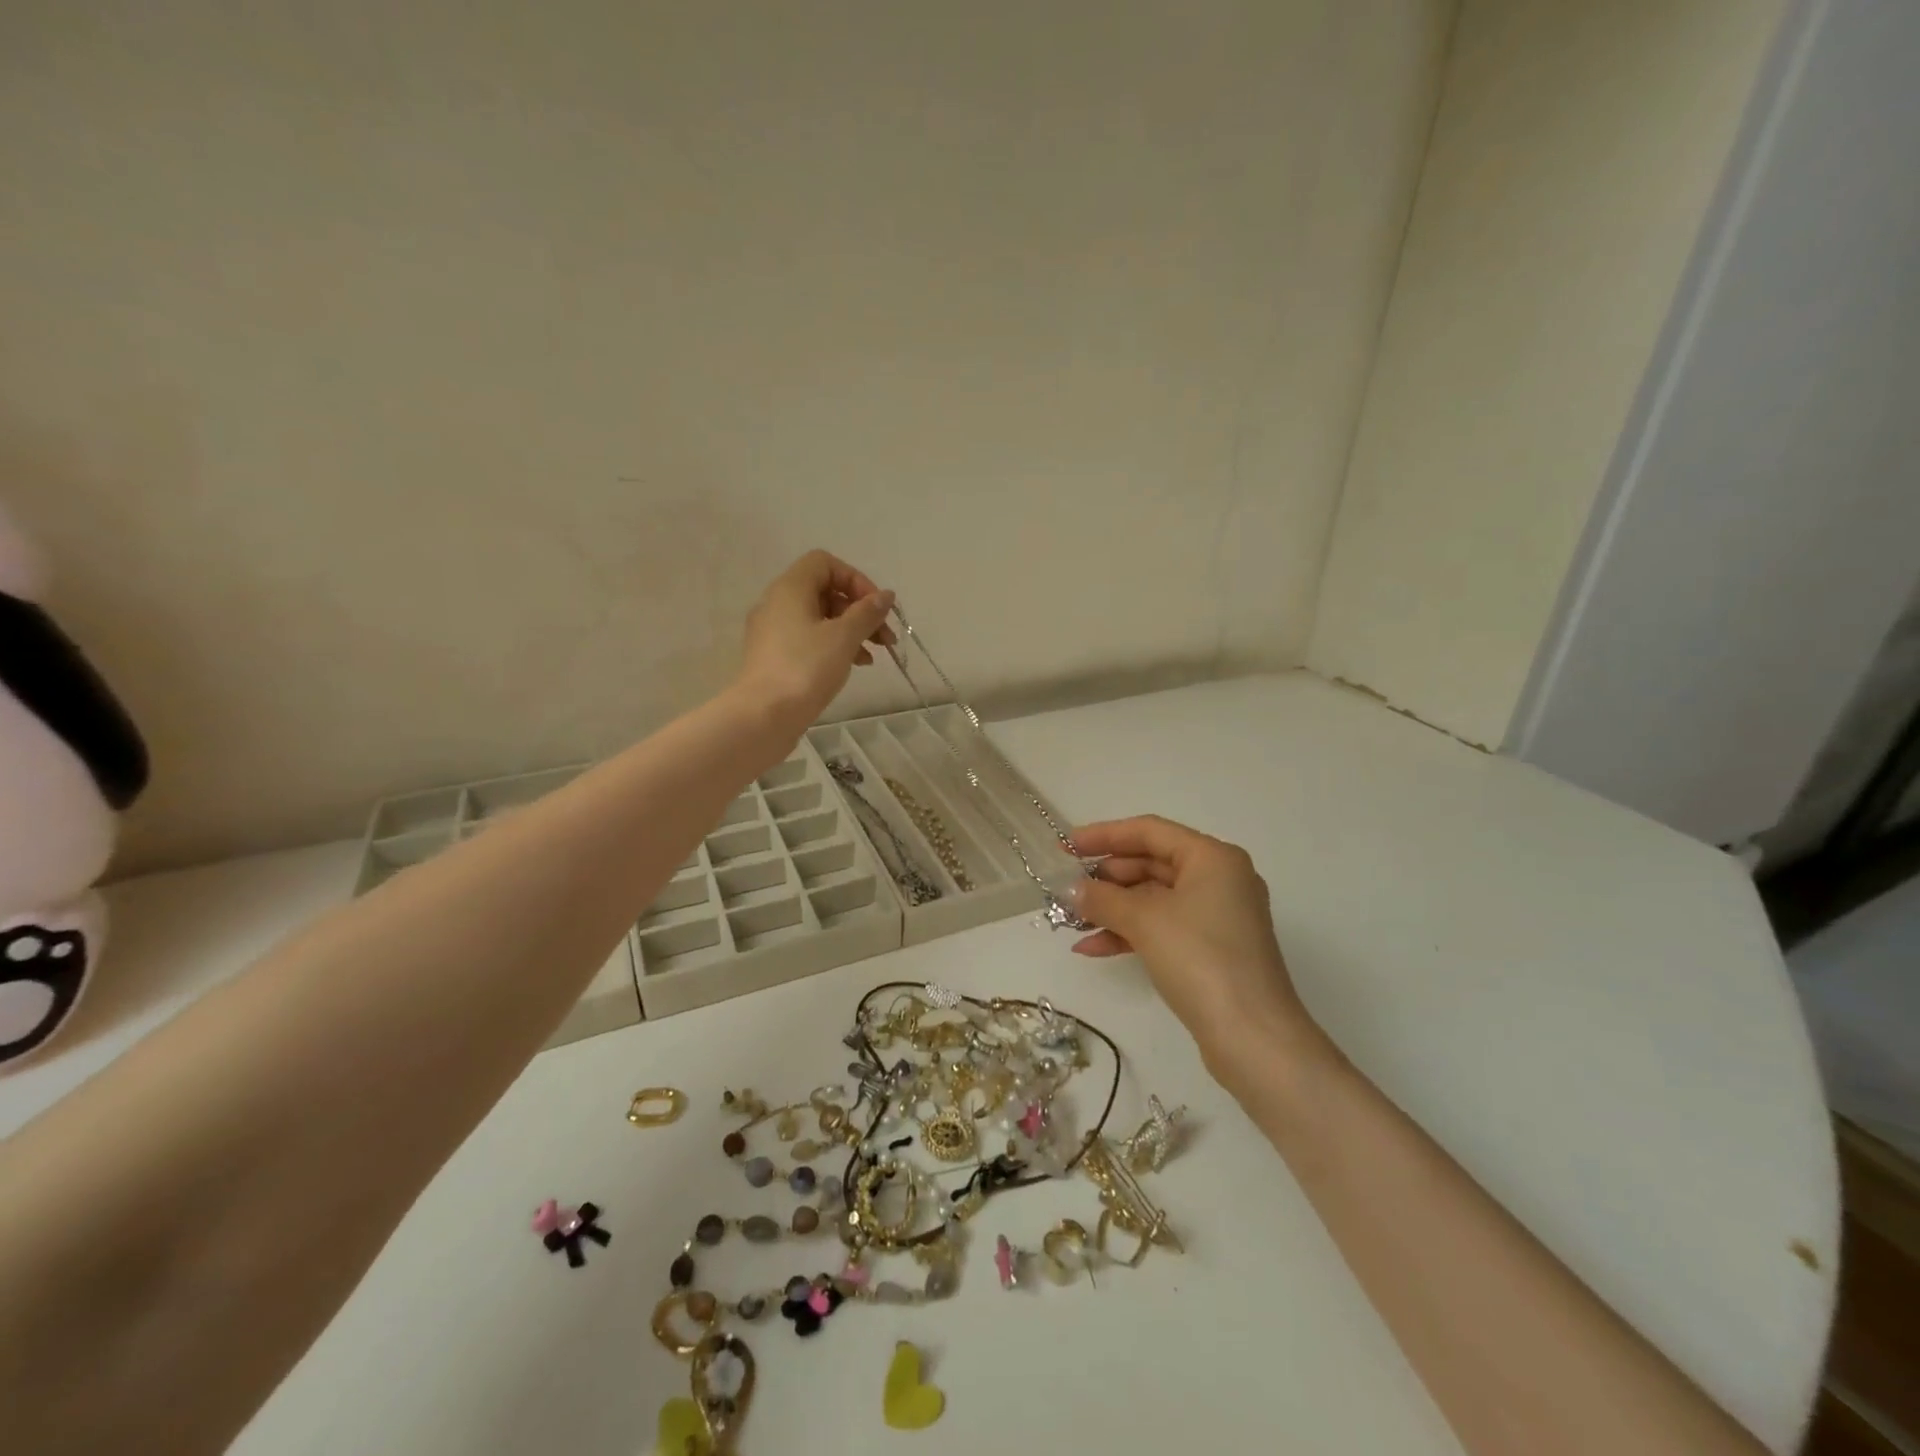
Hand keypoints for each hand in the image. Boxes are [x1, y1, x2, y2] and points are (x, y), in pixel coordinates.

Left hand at [736, 551, 894, 731]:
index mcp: (790, 588)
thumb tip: (885, 596)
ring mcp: (773, 632)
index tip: (876, 608)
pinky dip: (833, 647)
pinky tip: (853, 666)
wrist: (763, 716)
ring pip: (819, 618)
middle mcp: (777, 603)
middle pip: (825, 591)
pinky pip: (808, 640)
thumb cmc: (805, 669)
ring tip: (874, 656)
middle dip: (859, 610)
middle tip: (885, 637)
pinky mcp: (774, 657)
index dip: (856, 580)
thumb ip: (867, 613)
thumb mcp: (844, 637)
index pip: (825, 563)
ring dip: (851, 631)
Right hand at [1070, 816, 1316, 1075]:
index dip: (1104, 835)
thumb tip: (1070, 890)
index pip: (1149, 831)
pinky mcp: (1211, 950)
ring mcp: (1217, 917)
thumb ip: (1102, 898)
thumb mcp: (1144, 921)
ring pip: (1154, 899)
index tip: (1066, 846)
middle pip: (1152, 863)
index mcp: (1213, 858)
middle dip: (1106, 877)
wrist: (1252, 1037)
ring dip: (1112, 908)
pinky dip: (1129, 933)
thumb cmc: (1201, 959)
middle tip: (1066, 887)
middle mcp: (1219, 879)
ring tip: (1071, 920)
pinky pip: (1162, 927)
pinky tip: (1092, 948)